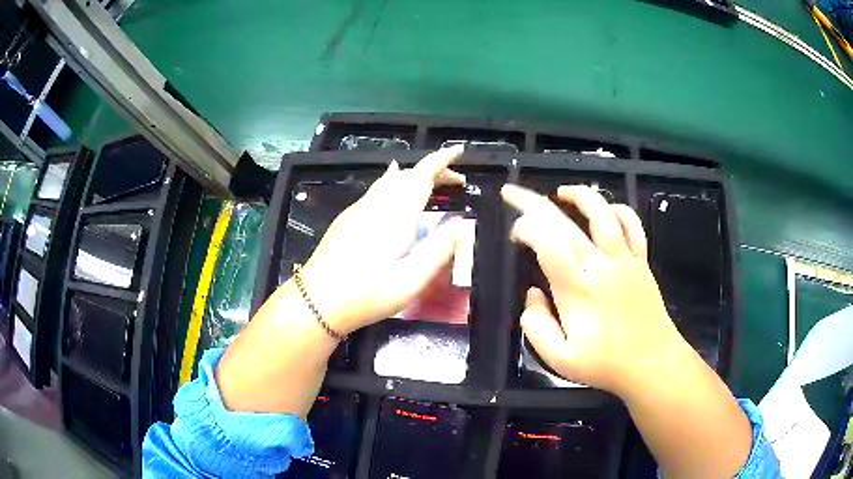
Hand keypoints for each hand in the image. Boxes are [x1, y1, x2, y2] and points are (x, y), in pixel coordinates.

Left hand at [298, 145, 468, 334]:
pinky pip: (376, 190)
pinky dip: (394, 184)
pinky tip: (394, 194)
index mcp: (397, 214)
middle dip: (434, 171)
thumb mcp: (412, 279)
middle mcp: (378, 203)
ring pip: (390, 179)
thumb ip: (440, 250)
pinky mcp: (347, 218)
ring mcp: (359, 208)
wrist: (318, 300)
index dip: (442, 159)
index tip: (459, 151)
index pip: (423, 174)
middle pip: (408, 174)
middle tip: (456, 183)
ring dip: (414, 177)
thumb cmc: (368, 293)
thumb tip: (463, 225)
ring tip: (431, 186)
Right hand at [502, 184, 683, 396]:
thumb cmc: (605, 364)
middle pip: (564, 222)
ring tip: (561, 192)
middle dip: (532, 202)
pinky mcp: (641, 261)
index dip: (524, 229)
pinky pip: (632, 225)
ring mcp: (624, 259)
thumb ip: (537, 326)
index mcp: (577, 289)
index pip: (546, 243)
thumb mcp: (559, 359)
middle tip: (512, 191)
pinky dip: (618, 210)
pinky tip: (606, 209)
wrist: (651, 362)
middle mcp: (600, 266)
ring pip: (603, 213)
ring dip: (580, 196)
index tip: (515, 236)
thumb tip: (532, 295)